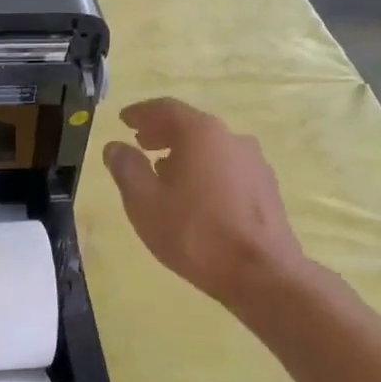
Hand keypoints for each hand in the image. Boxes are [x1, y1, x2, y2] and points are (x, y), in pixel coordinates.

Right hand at [103, 98, 308, 308]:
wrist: (260, 272)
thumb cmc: (194, 233)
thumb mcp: (145, 202)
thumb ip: (127, 169)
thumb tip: (115, 147)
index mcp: (201, 134)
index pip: (166, 109)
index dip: (141, 112)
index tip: (123, 119)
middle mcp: (231, 138)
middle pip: (191, 125)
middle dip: (161, 131)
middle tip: (139, 142)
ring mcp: (253, 162)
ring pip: (210, 147)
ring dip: (183, 152)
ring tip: (162, 170)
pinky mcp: (265, 187)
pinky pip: (225, 166)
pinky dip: (203, 169)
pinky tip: (192, 193)